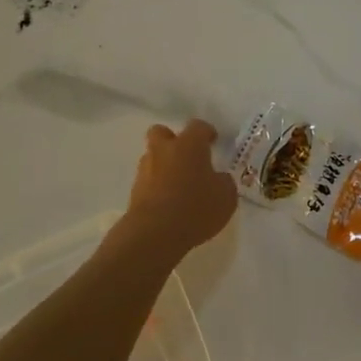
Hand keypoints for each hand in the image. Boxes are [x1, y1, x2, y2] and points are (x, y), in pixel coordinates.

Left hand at [123, 120, 236, 255]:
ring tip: (179, 185)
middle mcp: (164, 150)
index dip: (207, 133)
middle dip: (173, 140)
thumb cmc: (196, 208)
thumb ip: (224, 182)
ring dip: (164, 166)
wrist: (155, 234)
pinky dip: (157, 186)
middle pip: (162, 132)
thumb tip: (218, 178)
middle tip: (187, 157)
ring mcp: (145, 169)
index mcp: (189, 145)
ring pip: (153, 157)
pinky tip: (169, 202)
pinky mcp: (134, 190)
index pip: (198, 126)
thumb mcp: (226, 197)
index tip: (213, 142)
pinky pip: (148, 180)